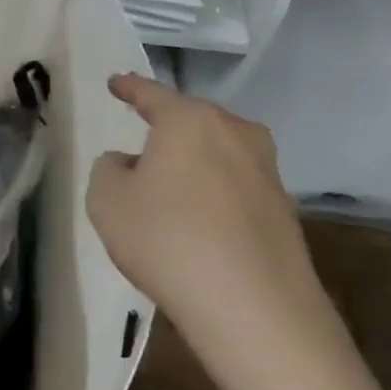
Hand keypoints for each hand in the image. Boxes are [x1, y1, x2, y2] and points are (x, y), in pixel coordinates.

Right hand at [87, 75, 345, 384]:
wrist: (252, 307)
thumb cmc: (166, 238)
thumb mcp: (107, 199)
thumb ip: (109, 168)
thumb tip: (130, 163)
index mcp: (190, 120)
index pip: (152, 94)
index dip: (129, 87)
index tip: (116, 82)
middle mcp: (235, 133)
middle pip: (193, 120)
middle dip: (168, 128)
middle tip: (143, 140)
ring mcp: (266, 171)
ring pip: (219, 153)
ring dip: (194, 163)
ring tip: (170, 186)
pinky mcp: (283, 210)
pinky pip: (235, 187)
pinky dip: (213, 195)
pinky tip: (198, 222)